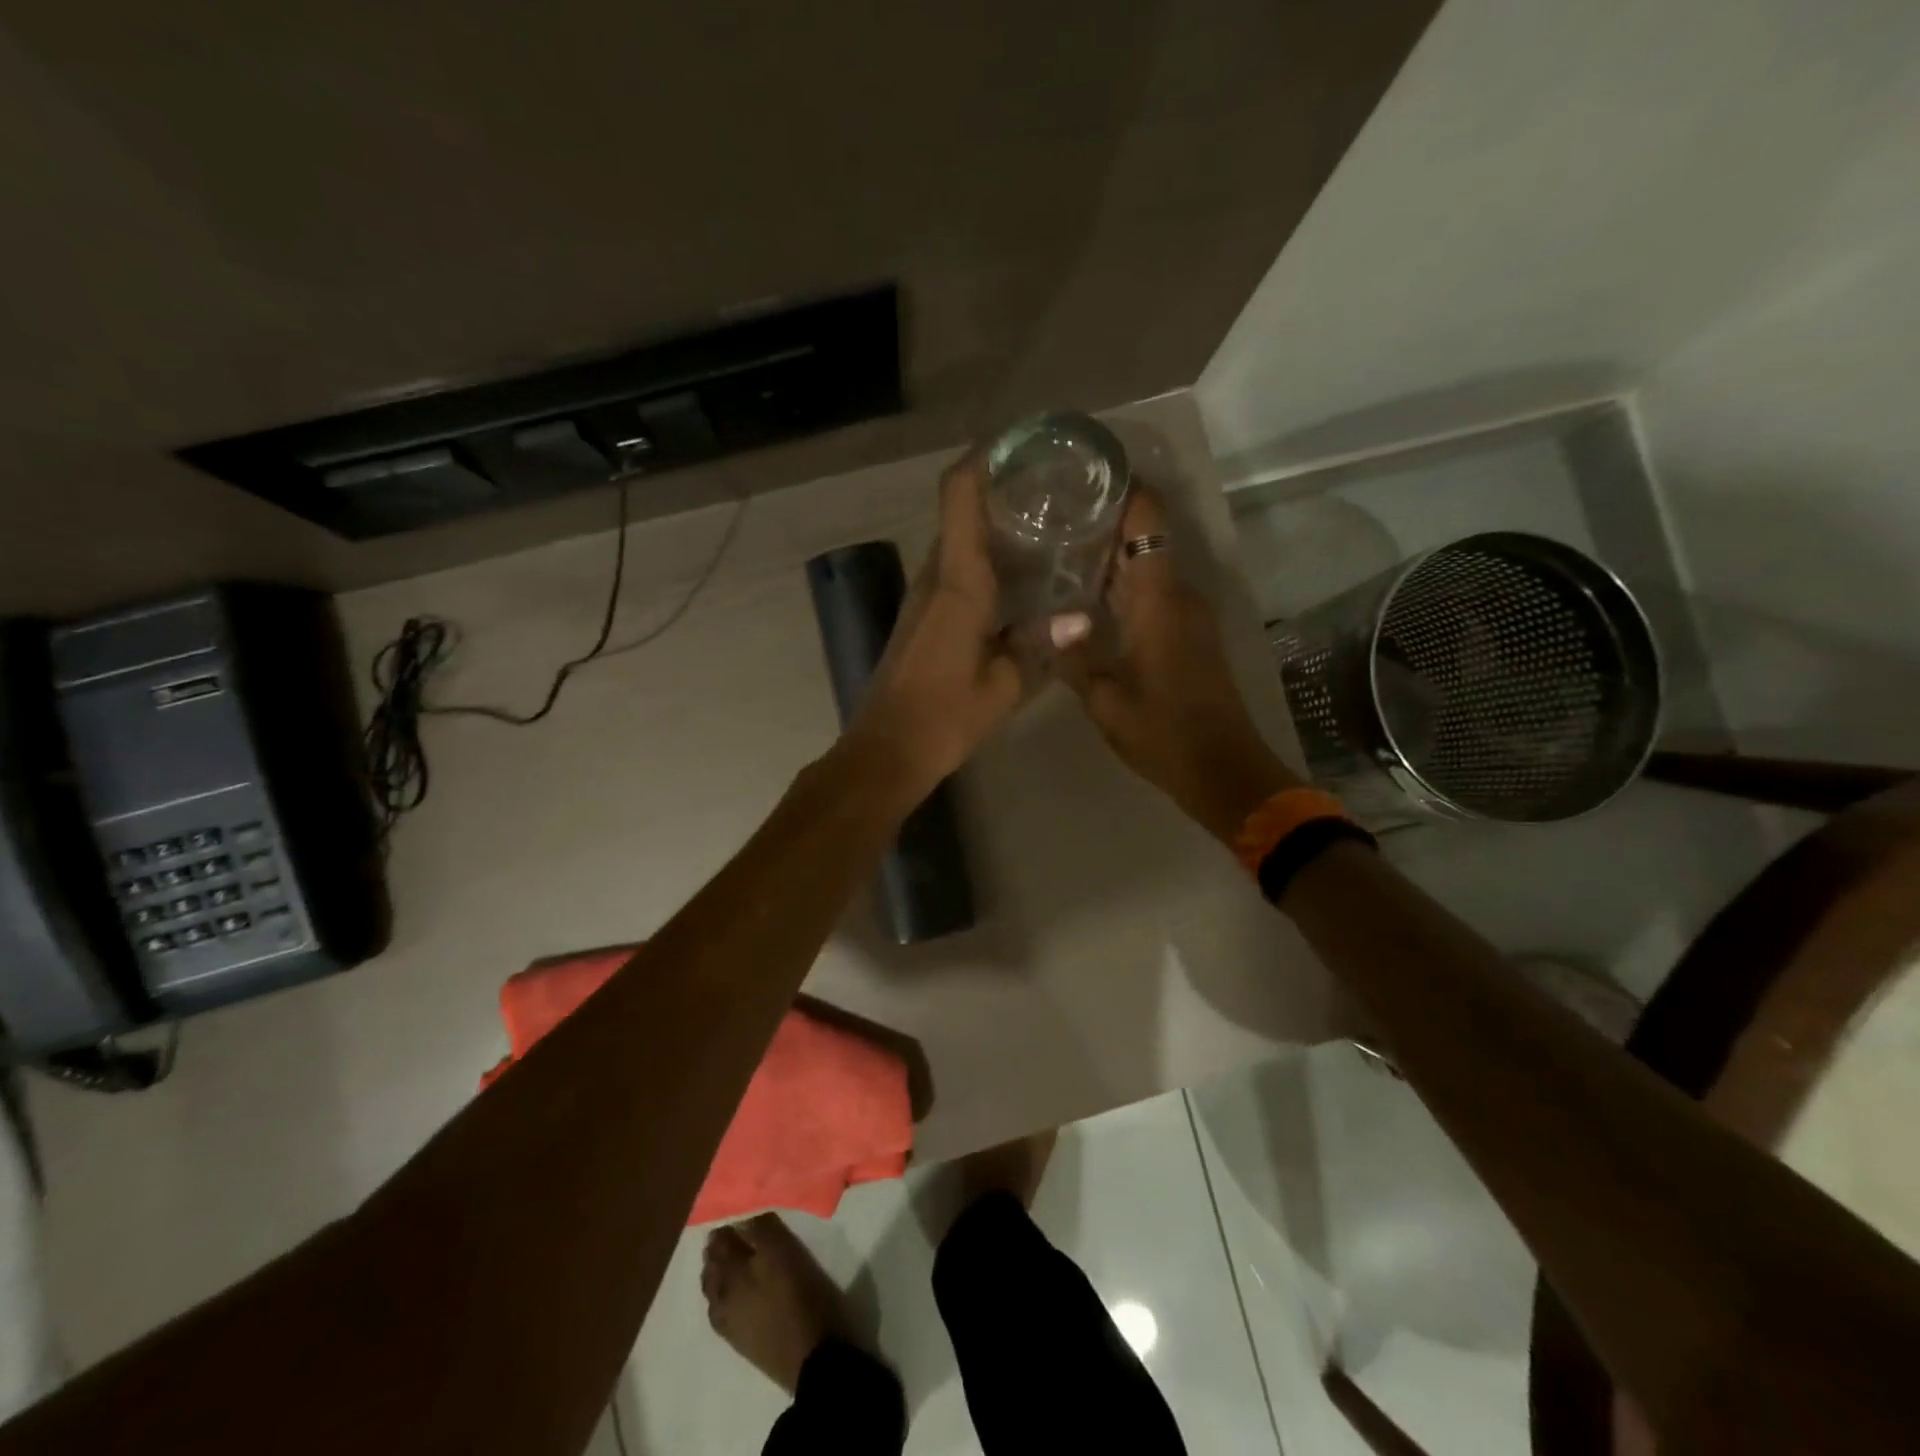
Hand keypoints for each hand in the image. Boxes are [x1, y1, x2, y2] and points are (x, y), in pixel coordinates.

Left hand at [839, 452, 1024, 803]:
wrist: (887, 749)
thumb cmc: (945, 716)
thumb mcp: (1005, 684)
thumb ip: (1040, 644)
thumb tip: (1080, 617)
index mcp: (958, 582)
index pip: (959, 496)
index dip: (983, 459)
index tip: (1019, 443)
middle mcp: (934, 577)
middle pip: (962, 513)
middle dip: (1001, 491)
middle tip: (1053, 488)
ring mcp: (922, 596)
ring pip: (958, 543)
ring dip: (993, 527)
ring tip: (1045, 525)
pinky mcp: (920, 617)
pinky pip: (954, 571)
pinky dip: (983, 560)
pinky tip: (1018, 578)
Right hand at [1056, 488, 1299, 842]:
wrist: (1222, 769)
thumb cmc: (1163, 733)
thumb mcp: (1105, 700)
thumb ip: (1075, 656)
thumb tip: (1053, 621)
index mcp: (1160, 599)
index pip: (1147, 520)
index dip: (1122, 488)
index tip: (1084, 473)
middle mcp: (1179, 595)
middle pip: (1145, 537)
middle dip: (1103, 522)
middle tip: (1051, 516)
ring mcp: (1188, 615)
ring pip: (1147, 566)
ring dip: (1110, 556)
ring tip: (1058, 550)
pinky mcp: (1189, 635)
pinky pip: (1153, 593)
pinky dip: (1122, 586)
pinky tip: (1086, 598)